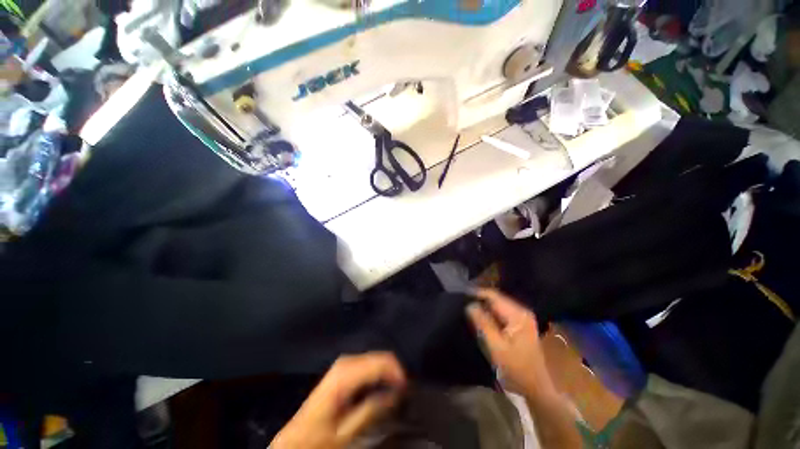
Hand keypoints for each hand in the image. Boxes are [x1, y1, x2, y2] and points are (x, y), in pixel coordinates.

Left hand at [270, 352, 405, 448]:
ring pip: (374, 358)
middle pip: (378, 356)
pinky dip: (378, 372)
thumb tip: (395, 393)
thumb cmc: (319, 438)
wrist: (296, 439)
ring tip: (394, 391)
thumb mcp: (346, 432)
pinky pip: (367, 363)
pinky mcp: (343, 368)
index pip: (379, 361)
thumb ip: (372, 409)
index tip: (406, 389)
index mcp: (345, 375)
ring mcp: (343, 363)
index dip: (397, 372)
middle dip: (393, 372)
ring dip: (386, 372)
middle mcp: (345, 363)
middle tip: (402, 392)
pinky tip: (380, 386)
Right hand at [466, 289, 556, 399]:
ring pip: (497, 305)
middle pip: (496, 299)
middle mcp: (521, 311)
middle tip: (462, 303)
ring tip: (467, 309)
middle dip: (479, 300)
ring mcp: (522, 317)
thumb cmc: (516, 368)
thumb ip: (483, 323)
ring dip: (483, 307)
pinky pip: (501, 313)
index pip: (493, 295)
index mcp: (518, 314)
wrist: (536, 387)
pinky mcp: (520, 324)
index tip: (461, 295)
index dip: (476, 293)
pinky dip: (490, 314)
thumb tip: (469, 304)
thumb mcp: (496, 346)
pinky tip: (480, 318)